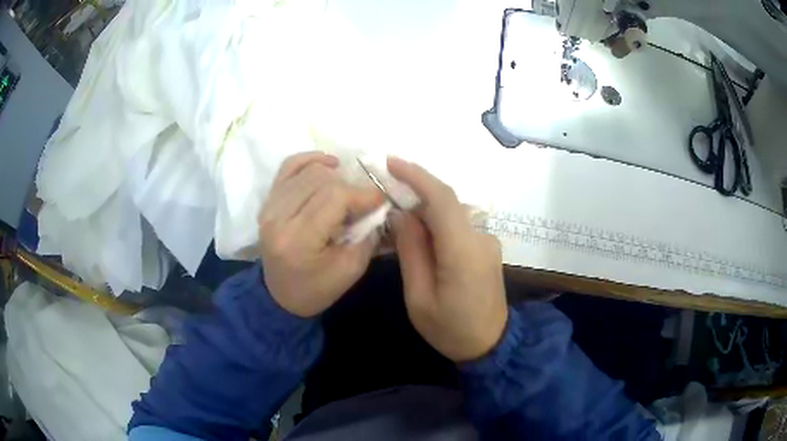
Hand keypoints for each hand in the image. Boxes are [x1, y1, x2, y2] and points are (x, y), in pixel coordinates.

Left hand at [258, 152, 382, 316]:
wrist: (280, 296)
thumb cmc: (317, 289)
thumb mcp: (351, 270)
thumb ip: (367, 234)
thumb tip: (378, 203)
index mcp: (298, 240)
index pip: (334, 197)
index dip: (363, 193)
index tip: (381, 199)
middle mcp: (278, 217)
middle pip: (322, 180)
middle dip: (351, 187)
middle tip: (363, 201)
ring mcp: (269, 206)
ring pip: (308, 171)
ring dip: (334, 177)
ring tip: (346, 192)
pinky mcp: (268, 201)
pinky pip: (289, 166)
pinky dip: (310, 160)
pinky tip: (328, 165)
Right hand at [388, 157, 507, 361]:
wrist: (491, 345)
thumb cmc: (450, 329)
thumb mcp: (418, 298)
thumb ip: (411, 251)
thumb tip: (402, 214)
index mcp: (463, 251)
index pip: (441, 199)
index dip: (416, 175)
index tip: (390, 163)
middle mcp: (480, 238)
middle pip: (446, 202)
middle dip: (415, 194)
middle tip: (386, 200)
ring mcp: (488, 241)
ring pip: (452, 213)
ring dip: (425, 211)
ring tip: (401, 226)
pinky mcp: (487, 247)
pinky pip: (459, 225)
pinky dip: (438, 224)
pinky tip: (423, 240)